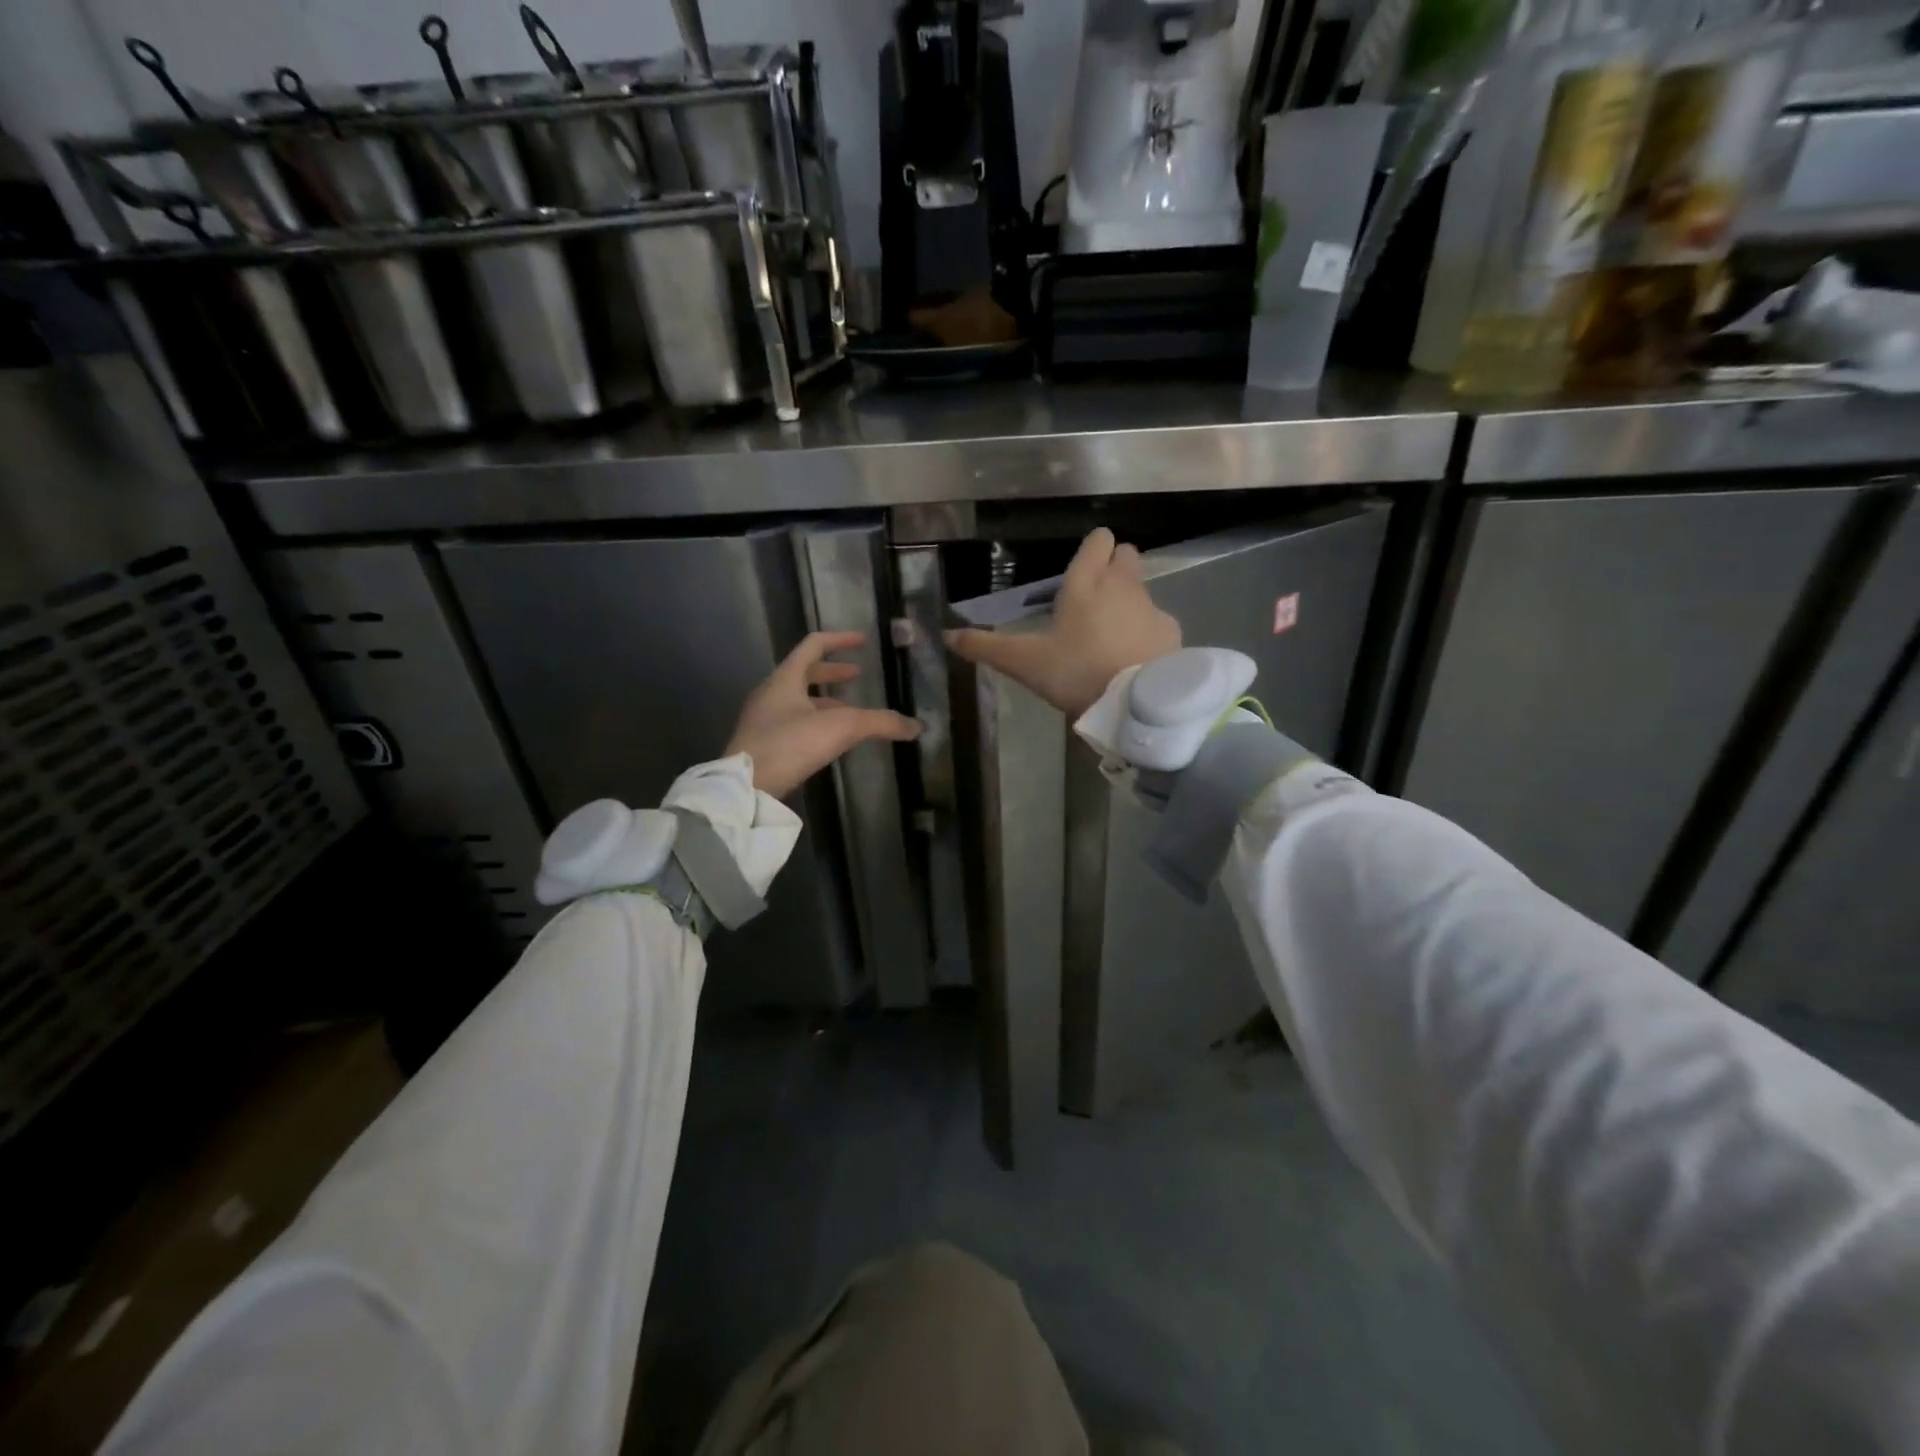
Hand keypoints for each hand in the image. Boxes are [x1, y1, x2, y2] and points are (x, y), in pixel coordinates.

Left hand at [726, 631, 920, 798]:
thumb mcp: (842, 728)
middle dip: (833, 672)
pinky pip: (793, 721)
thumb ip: (881, 723)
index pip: (813, 645)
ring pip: (798, 699)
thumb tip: (917, 726)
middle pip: (804, 673)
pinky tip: (829, 738)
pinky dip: (815, 721)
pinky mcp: (762, 744)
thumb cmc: (790, 744)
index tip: (862, 641)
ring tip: (850, 710)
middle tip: (858, 675)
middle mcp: (771, 693)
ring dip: (825, 699)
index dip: (839, 640)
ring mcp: (763, 719)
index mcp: (785, 678)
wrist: (746, 787)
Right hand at [945, 528, 1180, 716]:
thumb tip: (946, 635)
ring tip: (1112, 632)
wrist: (1135, 704)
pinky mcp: (1171, 632)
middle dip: (1114, 566)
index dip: (1093, 549)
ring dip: (1130, 599)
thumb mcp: (1024, 663)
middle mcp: (1122, 585)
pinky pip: (1157, 620)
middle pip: (1126, 555)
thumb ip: (986, 647)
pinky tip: (1135, 655)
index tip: (1082, 568)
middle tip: (1095, 597)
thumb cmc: (1076, 673)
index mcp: (1086, 583)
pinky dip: (1147, 629)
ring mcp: (1151, 607)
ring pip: (1142, 587)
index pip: (1098, 541)